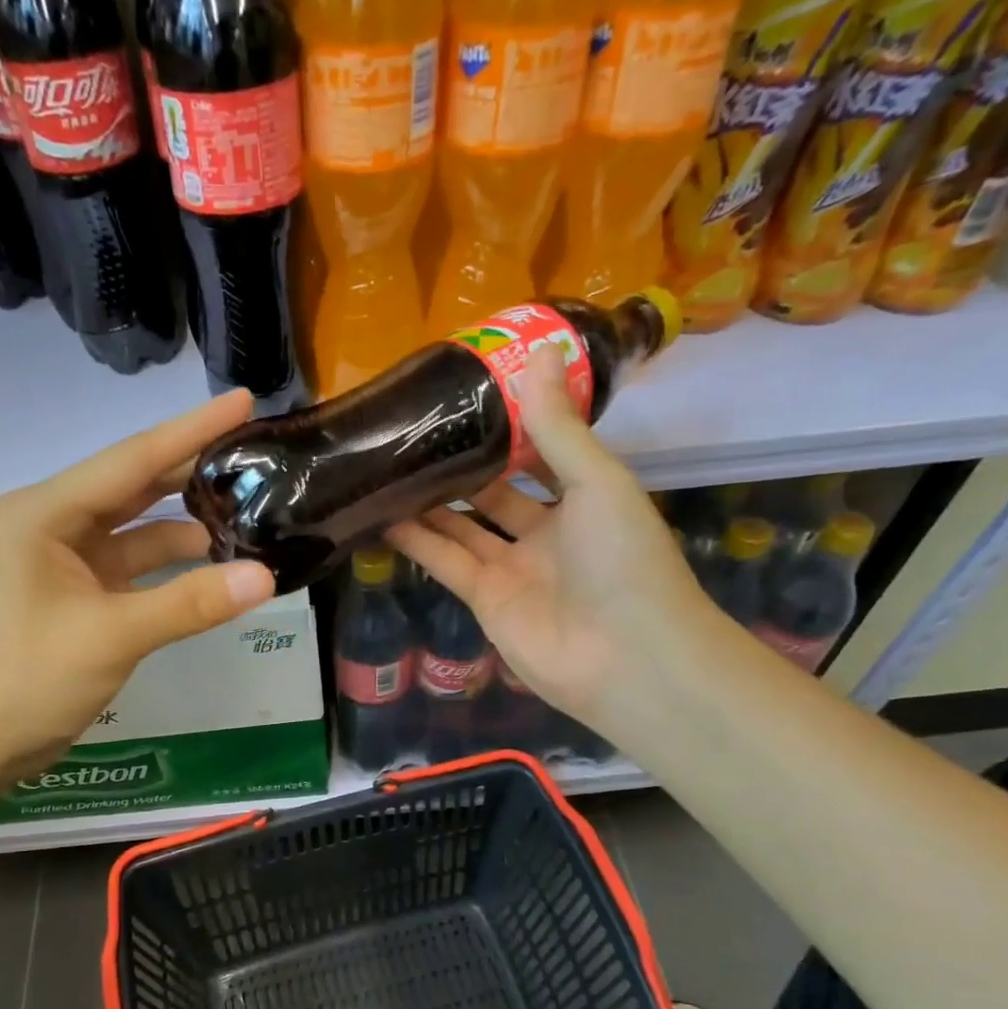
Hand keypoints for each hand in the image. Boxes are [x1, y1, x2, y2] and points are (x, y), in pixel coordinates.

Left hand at [0, 391, 274, 790]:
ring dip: (189, 522)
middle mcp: (56, 523)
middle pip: (137, 485)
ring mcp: (69, 559)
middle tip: (257, 454)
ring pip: (140, 527)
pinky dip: (174, 564)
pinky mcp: (82, 592)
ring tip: (251, 509)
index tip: (243, 400)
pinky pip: (137, 564)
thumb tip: (266, 577)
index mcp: (46, 513)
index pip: (132, 460)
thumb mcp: (113, 636)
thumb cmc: (29, 679)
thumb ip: (190, 604)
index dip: (191, 431)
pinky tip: (217, 561)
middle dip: (193, 470)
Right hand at [385, 345, 723, 747]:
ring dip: (428, 502)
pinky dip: (417, 542)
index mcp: (583, 501)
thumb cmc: (623, 558)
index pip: (539, 458)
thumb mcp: (597, 481)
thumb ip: (558, 426)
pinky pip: (446, 562)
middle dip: (460, 468)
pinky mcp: (484, 600)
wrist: (624, 655)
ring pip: (462, 528)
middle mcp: (546, 534)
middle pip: (493, 494)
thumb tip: (539, 352)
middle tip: (414, 433)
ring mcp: (512, 569)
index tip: (469, 399)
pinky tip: (383, 515)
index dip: (508, 432)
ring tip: (388, 467)